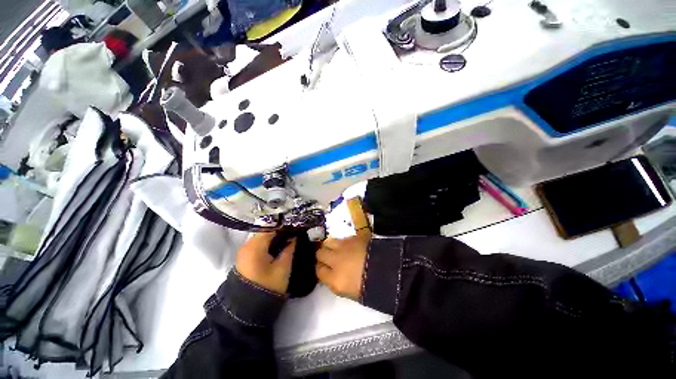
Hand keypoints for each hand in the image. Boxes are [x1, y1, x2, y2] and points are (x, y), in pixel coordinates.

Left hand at [236, 232, 295, 294]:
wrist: (248, 309)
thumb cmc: (268, 286)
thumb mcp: (283, 267)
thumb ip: (290, 248)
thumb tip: (295, 235)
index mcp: (255, 246)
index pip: (272, 227)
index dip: (285, 226)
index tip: (296, 226)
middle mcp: (247, 245)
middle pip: (266, 231)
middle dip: (281, 231)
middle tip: (295, 233)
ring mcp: (244, 251)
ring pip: (263, 237)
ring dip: (275, 236)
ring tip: (289, 238)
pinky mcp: (246, 257)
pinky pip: (259, 244)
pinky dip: (270, 242)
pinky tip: (280, 246)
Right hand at [315, 229, 370, 299]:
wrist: (389, 270)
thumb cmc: (371, 287)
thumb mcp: (349, 291)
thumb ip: (335, 281)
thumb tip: (330, 274)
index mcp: (335, 279)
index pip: (318, 270)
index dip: (320, 269)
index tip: (323, 269)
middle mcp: (336, 261)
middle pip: (320, 253)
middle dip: (322, 256)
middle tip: (328, 258)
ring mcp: (344, 247)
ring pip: (327, 242)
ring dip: (329, 246)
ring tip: (335, 249)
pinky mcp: (353, 237)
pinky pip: (341, 238)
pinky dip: (341, 242)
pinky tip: (347, 245)